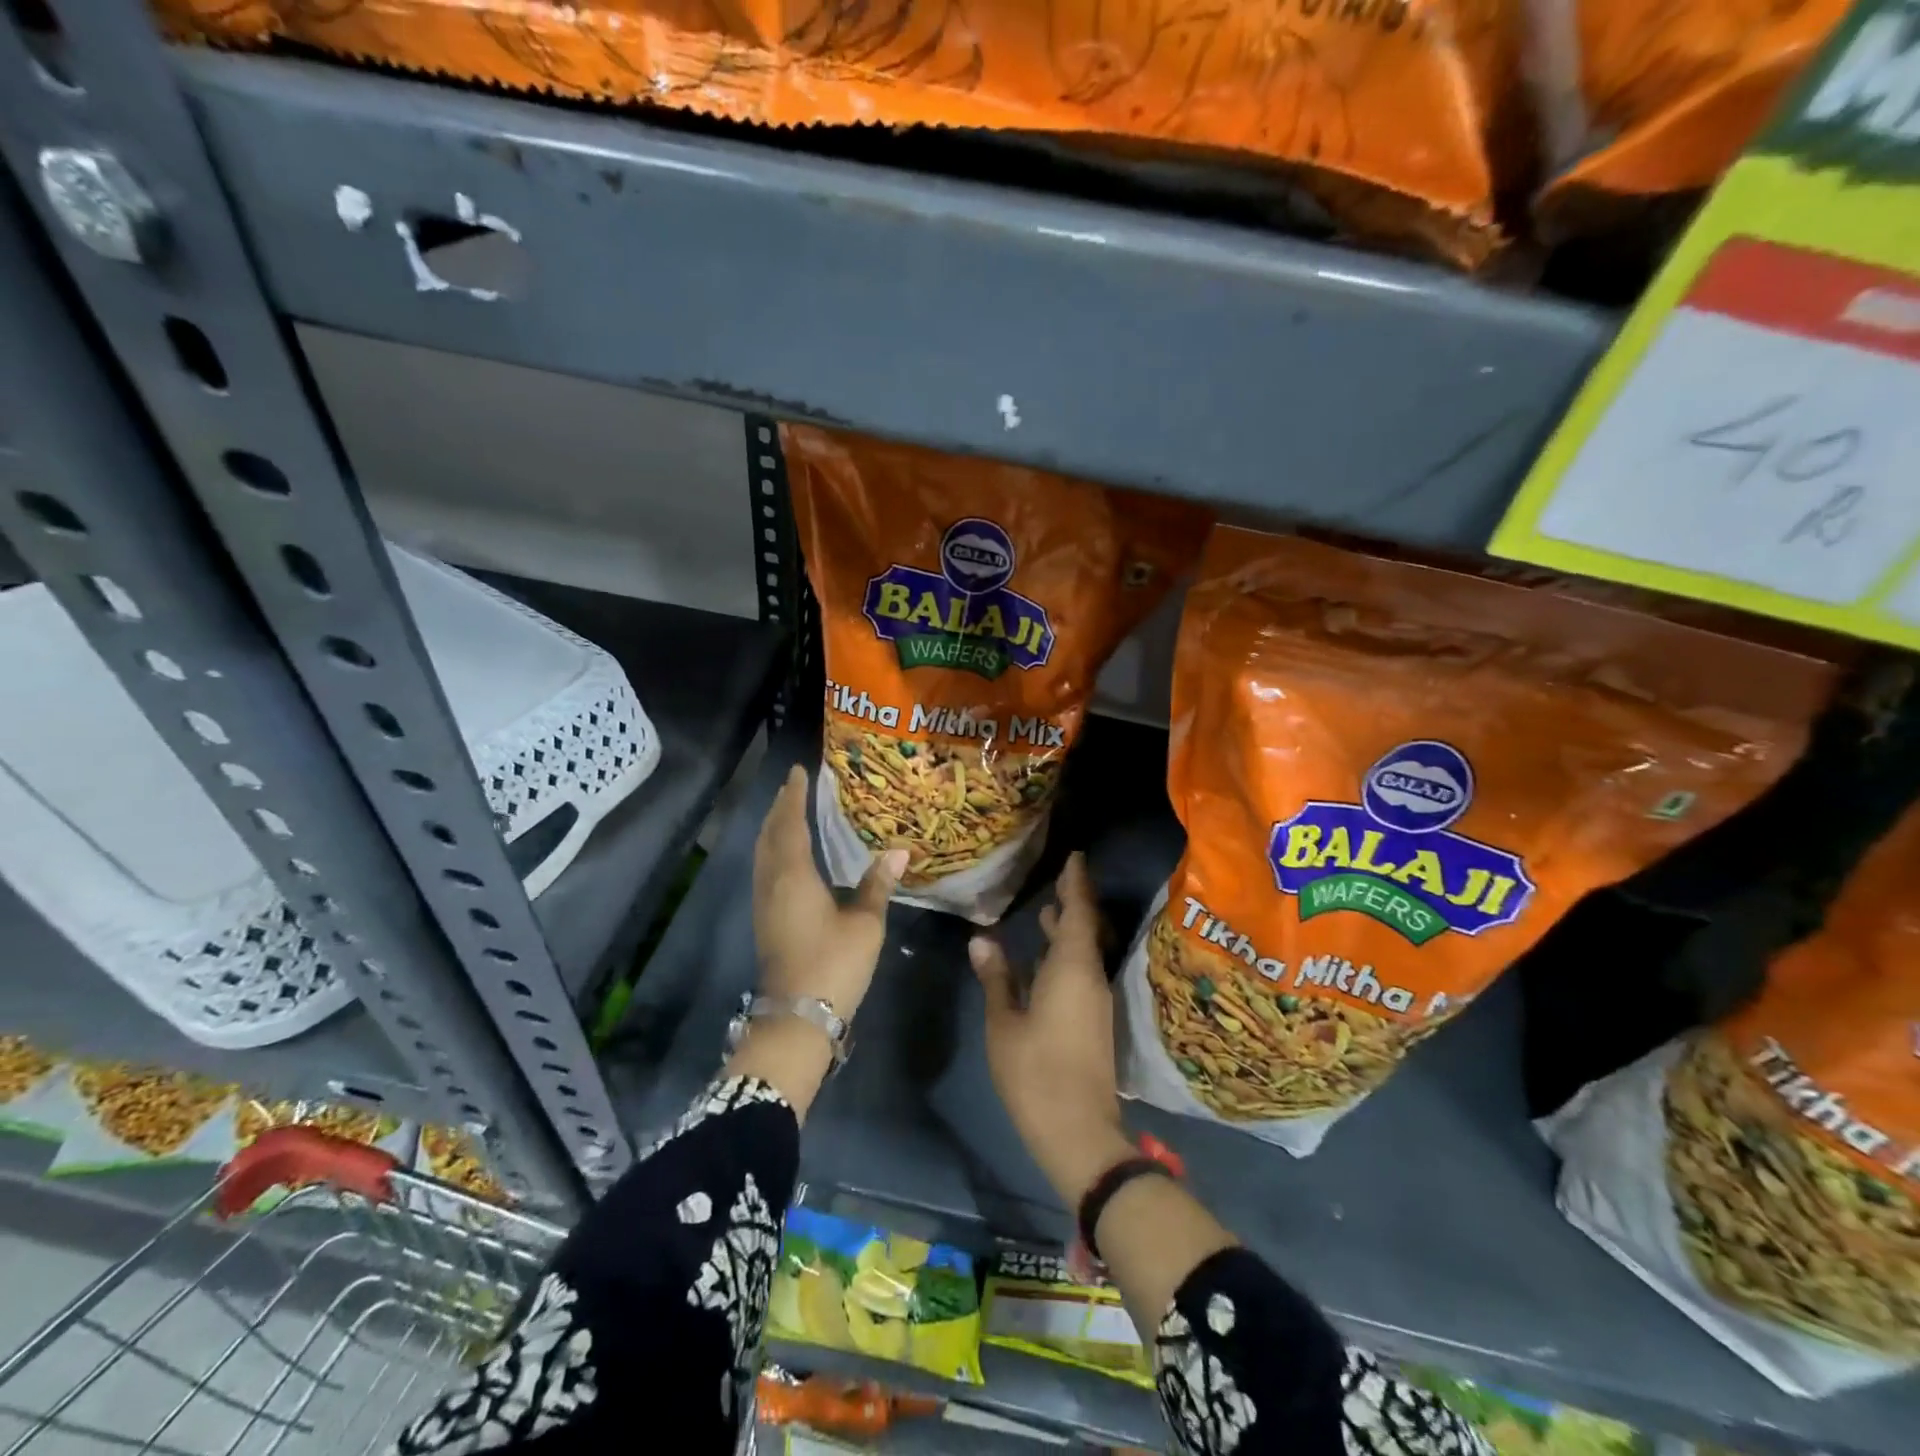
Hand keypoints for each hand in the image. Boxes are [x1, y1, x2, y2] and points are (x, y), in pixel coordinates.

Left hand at [753, 764, 906, 1021]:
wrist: (798, 1016)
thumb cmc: (834, 963)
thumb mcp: (865, 922)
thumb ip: (877, 884)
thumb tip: (898, 850)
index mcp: (793, 875)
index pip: (790, 824)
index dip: (794, 796)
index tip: (799, 771)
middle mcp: (771, 882)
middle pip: (769, 835)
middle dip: (780, 808)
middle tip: (793, 786)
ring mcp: (763, 903)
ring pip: (763, 853)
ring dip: (773, 828)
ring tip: (788, 812)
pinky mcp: (764, 920)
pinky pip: (764, 869)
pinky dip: (773, 850)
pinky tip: (787, 855)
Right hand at [970, 854, 1133, 1207]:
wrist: (1079, 1132)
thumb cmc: (1035, 1072)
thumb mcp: (1004, 1022)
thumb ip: (996, 977)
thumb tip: (982, 939)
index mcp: (1071, 968)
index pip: (1079, 911)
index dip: (1076, 882)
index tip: (1074, 857)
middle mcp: (1090, 977)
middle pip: (1086, 929)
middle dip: (1073, 902)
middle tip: (1057, 879)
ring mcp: (1095, 1001)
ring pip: (1084, 952)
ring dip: (1068, 930)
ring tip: (1047, 911)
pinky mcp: (1093, 1021)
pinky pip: (1081, 972)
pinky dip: (1066, 955)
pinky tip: (1044, 960)